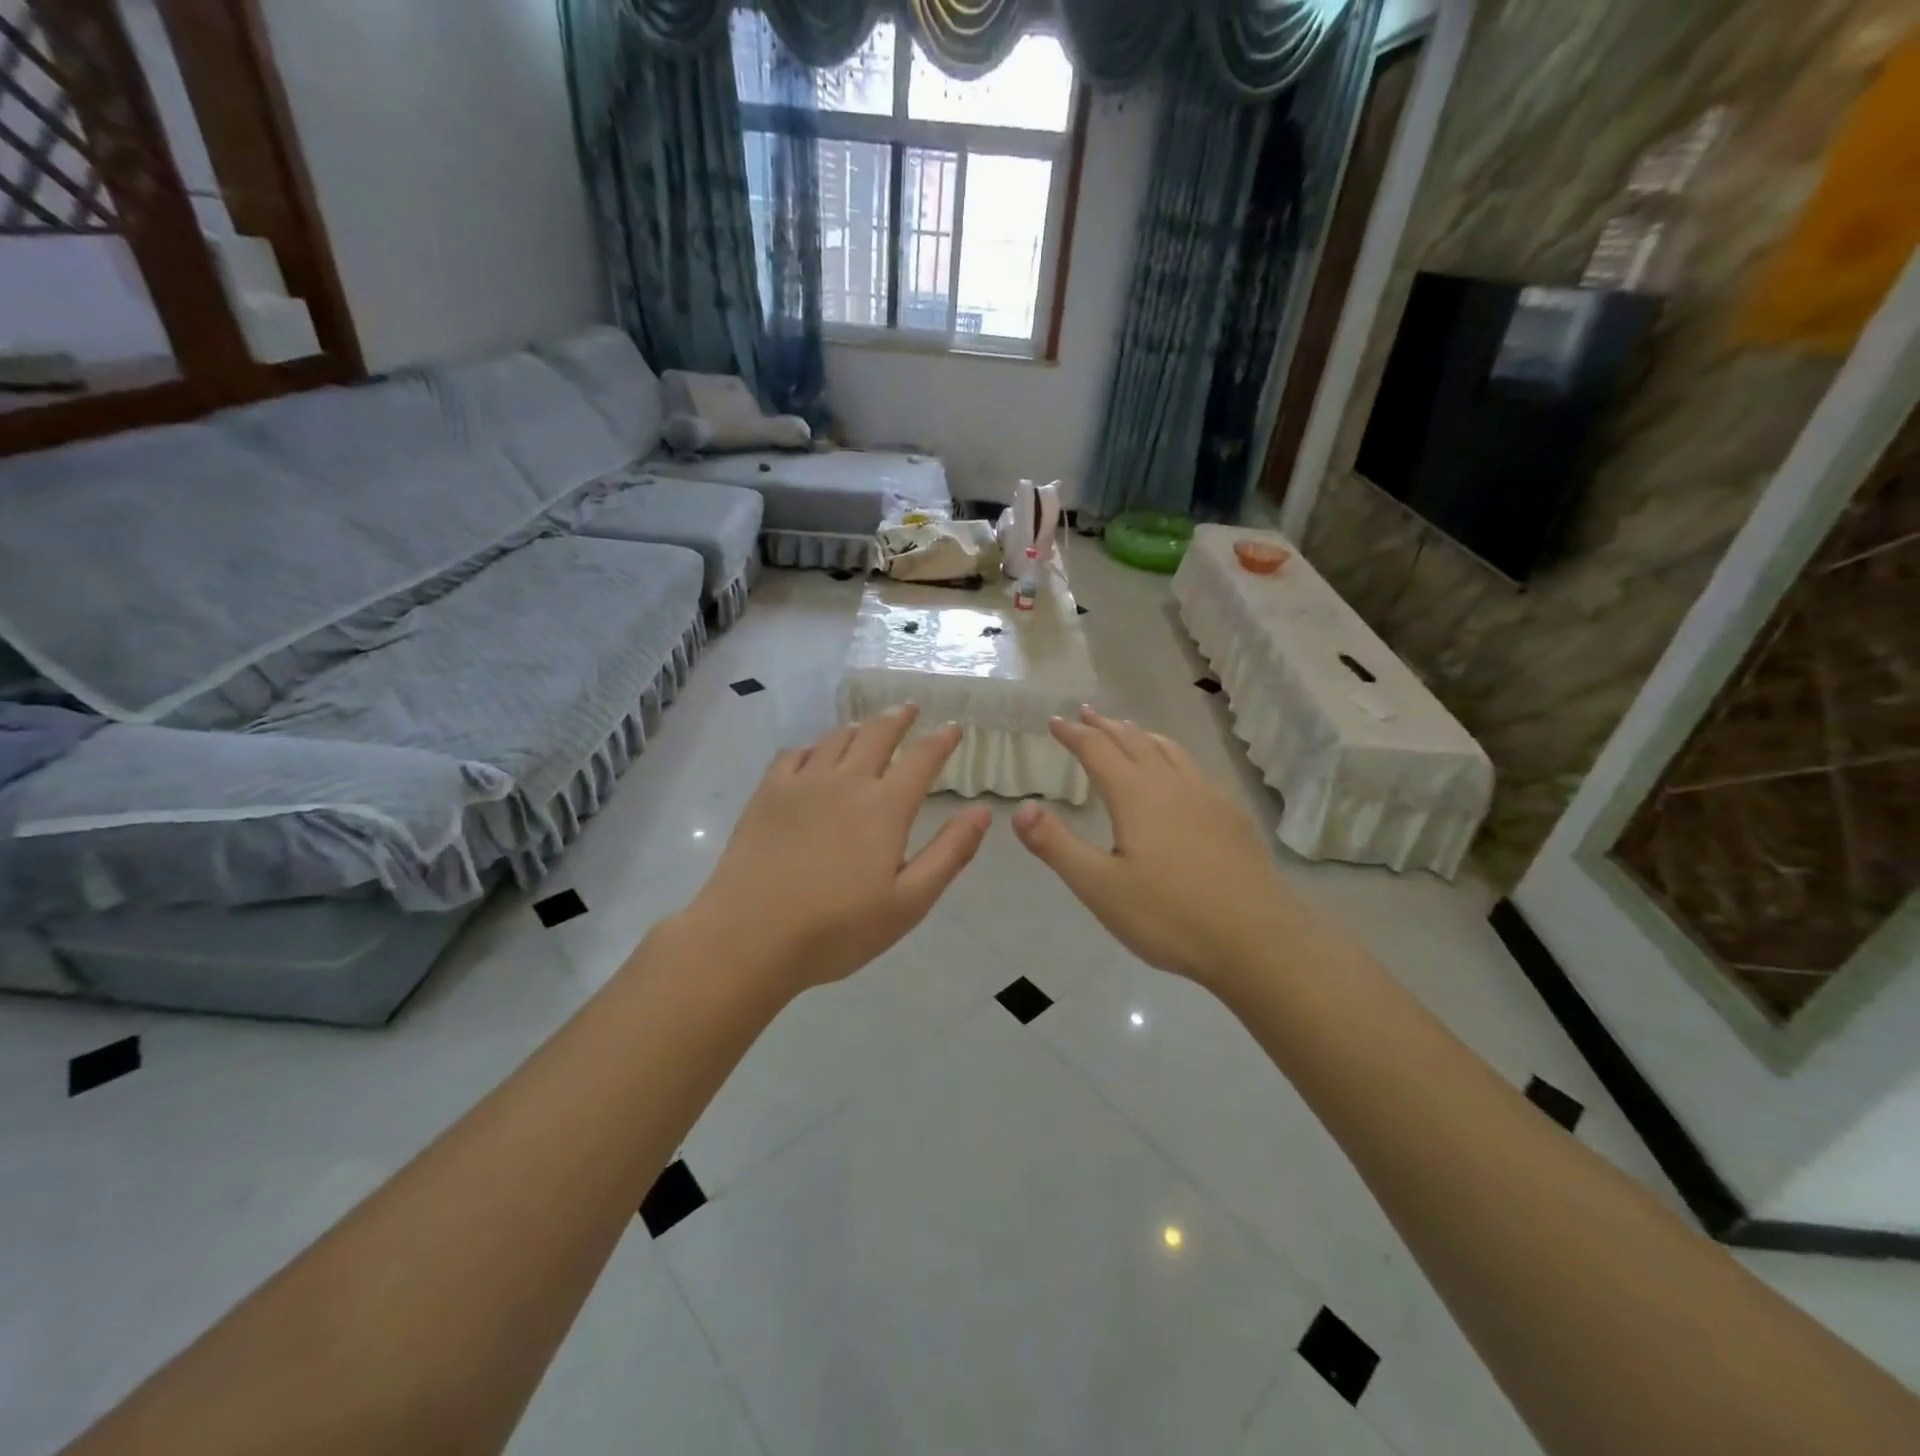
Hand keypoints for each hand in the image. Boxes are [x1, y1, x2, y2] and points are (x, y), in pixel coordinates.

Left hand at [682, 706, 991, 990]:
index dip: (941, 740)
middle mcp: (846, 782)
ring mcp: (802, 784)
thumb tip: (982, 811)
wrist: (749, 936)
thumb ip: (949, 853)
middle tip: (910, 709)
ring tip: (867, 726)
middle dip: (899, 718)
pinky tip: (813, 755)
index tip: (954, 727)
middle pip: (877, 735)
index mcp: (885, 807)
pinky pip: (795, 754)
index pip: (922, 759)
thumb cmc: (838, 928)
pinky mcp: (767, 794)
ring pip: (836, 738)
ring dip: (859, 727)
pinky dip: (813, 746)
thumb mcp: (909, 902)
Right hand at [1013, 707, 1307, 987]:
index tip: (1056, 722)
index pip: (1098, 751)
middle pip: (1134, 742)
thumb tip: (1020, 808)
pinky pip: (1194, 769)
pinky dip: (1172, 756)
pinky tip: (1178, 777)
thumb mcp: (1099, 887)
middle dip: (1106, 726)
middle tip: (1087, 714)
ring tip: (1129, 731)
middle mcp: (1173, 785)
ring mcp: (1209, 798)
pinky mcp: (1232, 817)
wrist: (1258, 941)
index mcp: (1137, 796)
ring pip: (1170, 751)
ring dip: (1142, 736)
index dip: (1074, 734)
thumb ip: (1056, 845)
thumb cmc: (1169, 916)